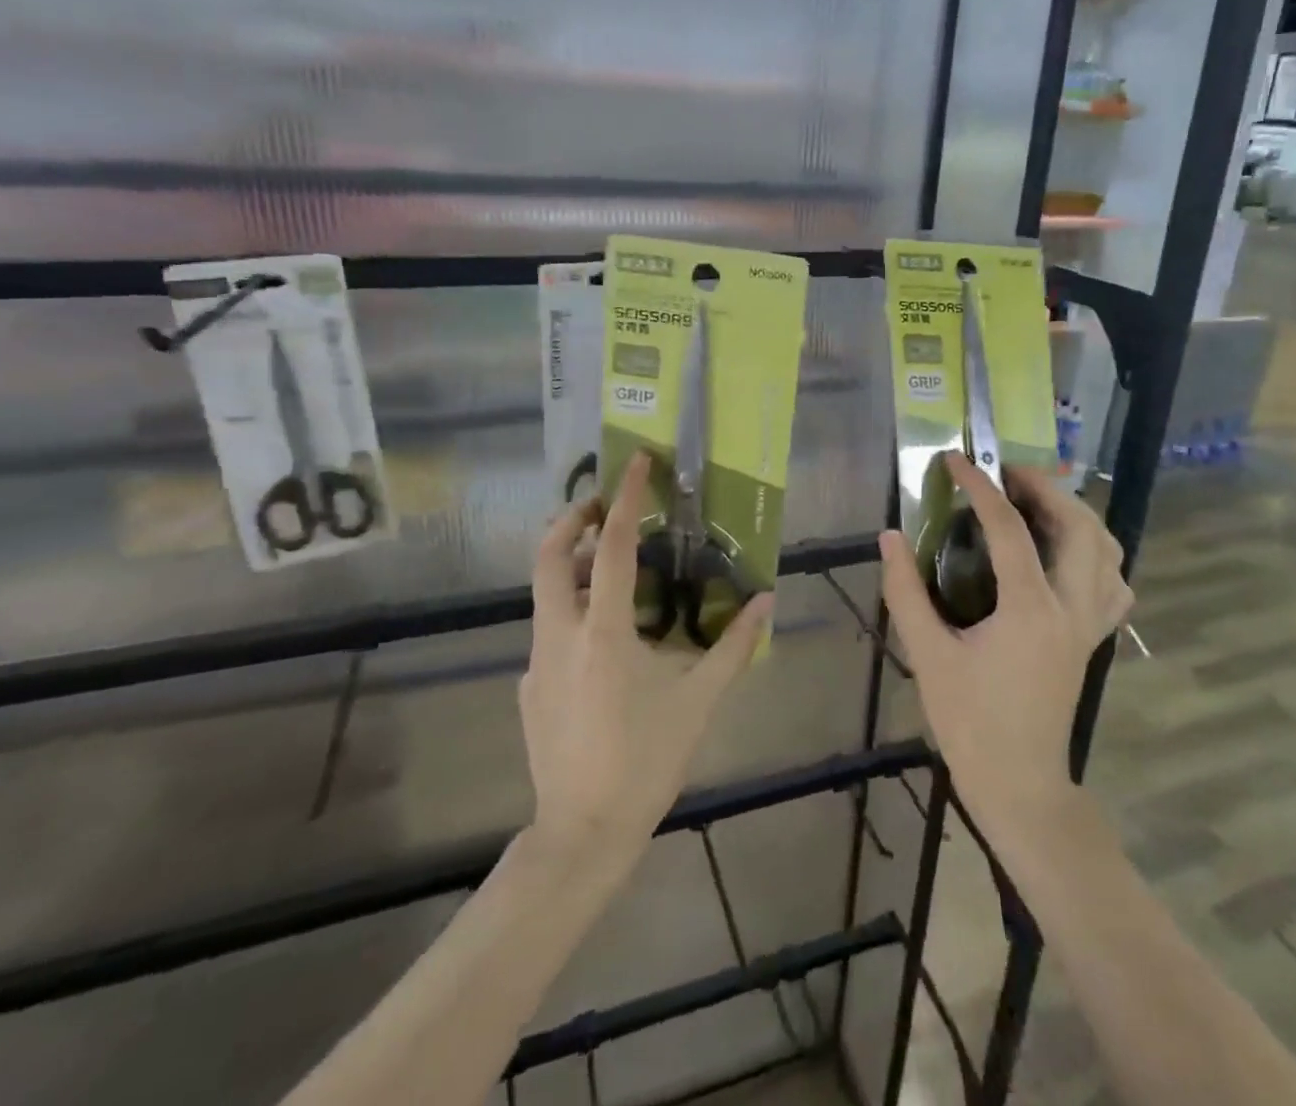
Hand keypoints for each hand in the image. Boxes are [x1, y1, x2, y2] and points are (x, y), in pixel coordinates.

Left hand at [524, 452, 771, 865]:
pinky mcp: (529, 687)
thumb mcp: (698, 701)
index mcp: (603, 632)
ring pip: (543, 593)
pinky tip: (603, 639)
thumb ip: (734, 646)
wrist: (582, 833)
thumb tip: (767, 601)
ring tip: (607, 568)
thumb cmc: (646, 760)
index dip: (623, 499)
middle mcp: (560, 636)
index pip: (609, 547)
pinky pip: (548, 631)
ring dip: (569, 565)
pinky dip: (571, 610)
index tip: (636, 462)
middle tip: (599, 504)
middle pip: (548, 556)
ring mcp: (537, 663)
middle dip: (570, 519)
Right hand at [879, 455, 1132, 822]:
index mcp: (1030, 610)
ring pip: (1108, 551)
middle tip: (1007, 473)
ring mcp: (1090, 625)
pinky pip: (1113, 583)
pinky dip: (1097, 553)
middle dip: (1046, 488)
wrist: (1019, 784)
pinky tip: (1067, 553)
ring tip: (1038, 501)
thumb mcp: (928, 655)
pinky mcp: (1093, 639)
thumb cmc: (970, 722)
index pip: (1009, 529)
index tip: (956, 460)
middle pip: (1079, 527)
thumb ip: (906, 592)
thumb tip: (890, 537)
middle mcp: (1071, 609)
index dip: (980, 488)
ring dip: (1077, 514)